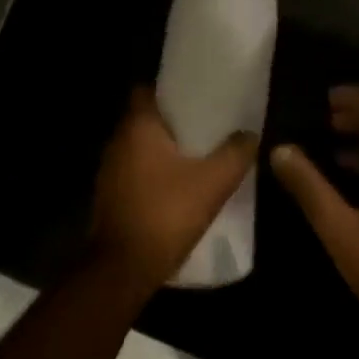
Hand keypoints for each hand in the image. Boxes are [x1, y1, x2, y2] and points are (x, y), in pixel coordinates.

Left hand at [90, 87, 257, 293]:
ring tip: (197, 154)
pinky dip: (154, 172)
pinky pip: (135, 171)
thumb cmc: (166, 214)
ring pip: (140, 147)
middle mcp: (117, 142)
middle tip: (205, 124)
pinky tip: (179, 185)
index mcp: (137, 127)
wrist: (123, 269)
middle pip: (145, 118)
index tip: (196, 95)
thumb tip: (250, 134)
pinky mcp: (109, 196)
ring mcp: (109, 171)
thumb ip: (235, 154)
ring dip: (163, 149)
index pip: (146, 90)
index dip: (170, 89)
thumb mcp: (213, 183)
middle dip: (173, 121)